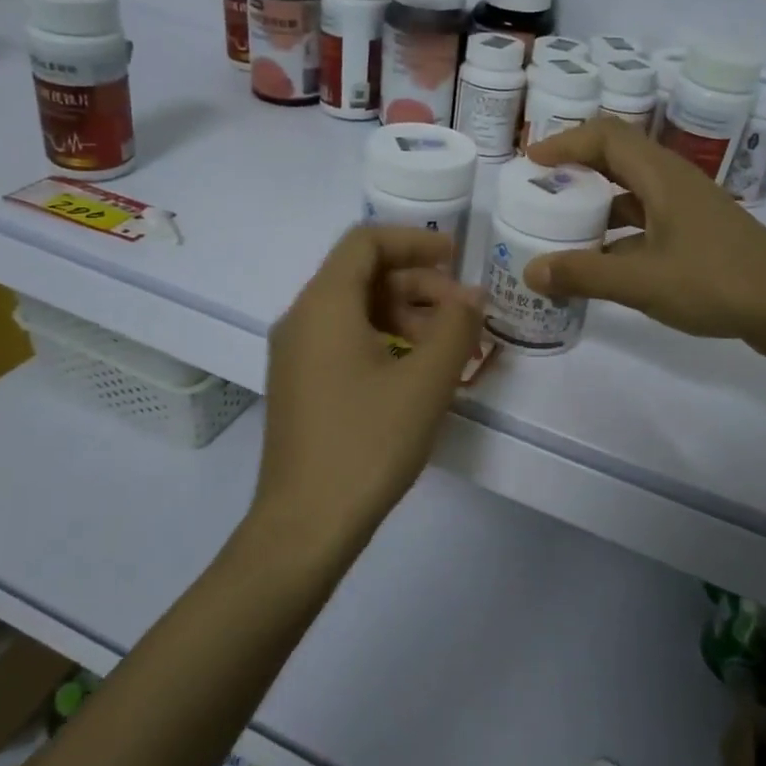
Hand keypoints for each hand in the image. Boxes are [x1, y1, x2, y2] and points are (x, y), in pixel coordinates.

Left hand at [248, 226, 485, 562]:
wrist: (305, 524)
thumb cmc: (368, 443)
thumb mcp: (425, 382)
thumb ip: (456, 327)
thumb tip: (470, 296)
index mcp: (324, 305)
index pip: (366, 241)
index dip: (414, 241)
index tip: (456, 260)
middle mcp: (301, 319)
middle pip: (361, 275)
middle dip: (417, 285)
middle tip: (462, 315)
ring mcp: (295, 355)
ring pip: (354, 310)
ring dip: (404, 316)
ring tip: (447, 349)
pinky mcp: (300, 385)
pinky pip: (343, 341)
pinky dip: (383, 341)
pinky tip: (415, 375)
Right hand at [524, 117, 765, 351]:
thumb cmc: (716, 283)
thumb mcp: (642, 281)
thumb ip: (583, 274)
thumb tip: (530, 271)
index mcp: (662, 177)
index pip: (607, 135)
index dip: (566, 142)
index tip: (531, 163)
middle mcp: (675, 183)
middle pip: (617, 160)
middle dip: (576, 172)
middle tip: (540, 195)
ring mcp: (689, 210)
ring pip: (632, 194)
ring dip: (596, 206)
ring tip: (561, 230)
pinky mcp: (697, 236)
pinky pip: (646, 222)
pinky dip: (618, 235)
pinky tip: (600, 265)